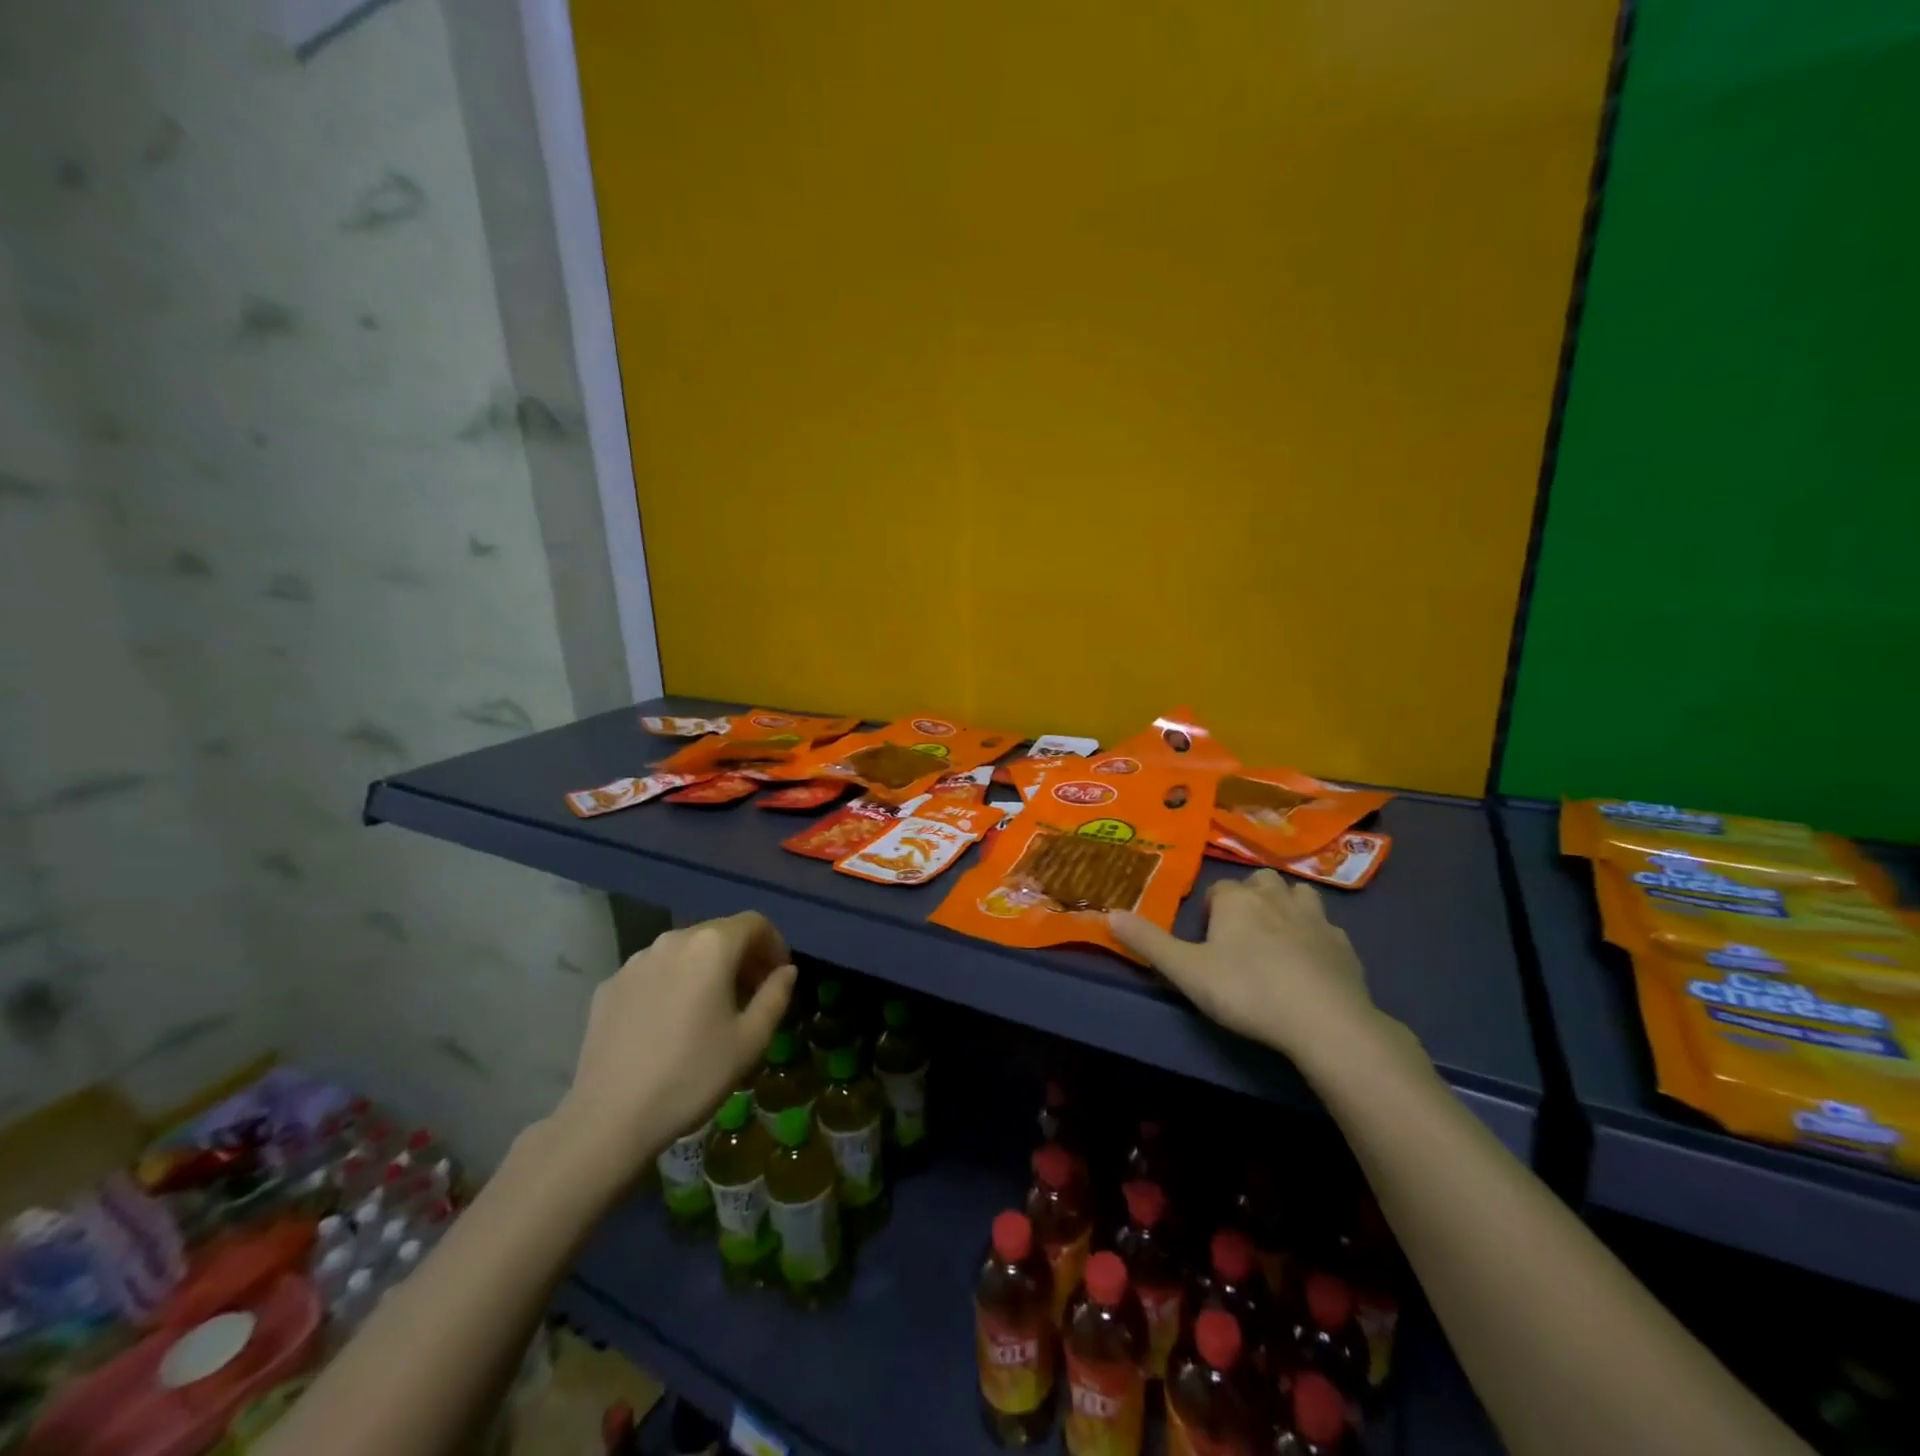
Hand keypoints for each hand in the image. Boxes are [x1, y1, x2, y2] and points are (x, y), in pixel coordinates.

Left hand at [554, 912, 796, 1169]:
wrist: (609, 1119)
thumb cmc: (692, 1075)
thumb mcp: (750, 1040)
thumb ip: (775, 996)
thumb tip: (786, 971)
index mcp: (711, 946)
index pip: (754, 923)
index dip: (774, 943)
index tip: (779, 975)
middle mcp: (672, 941)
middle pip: (719, 933)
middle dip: (742, 956)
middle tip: (753, 993)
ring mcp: (635, 961)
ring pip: (684, 951)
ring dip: (707, 968)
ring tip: (712, 1008)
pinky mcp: (610, 986)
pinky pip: (654, 972)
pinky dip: (674, 983)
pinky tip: (671, 1023)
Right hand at [1110, 869, 1390, 1069]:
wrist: (1324, 1021)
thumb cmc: (1247, 990)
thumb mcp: (1186, 970)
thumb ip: (1148, 942)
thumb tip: (1109, 913)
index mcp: (1238, 900)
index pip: (1218, 890)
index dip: (1210, 912)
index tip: (1206, 942)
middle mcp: (1276, 898)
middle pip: (1259, 883)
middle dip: (1249, 898)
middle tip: (1240, 934)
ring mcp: (1316, 920)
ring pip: (1299, 895)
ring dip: (1286, 906)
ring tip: (1276, 937)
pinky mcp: (1345, 946)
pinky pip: (1327, 929)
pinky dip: (1315, 936)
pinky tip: (1310, 962)